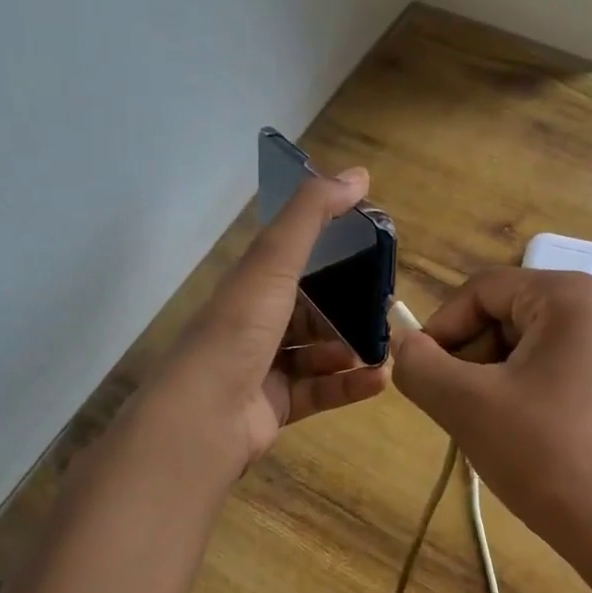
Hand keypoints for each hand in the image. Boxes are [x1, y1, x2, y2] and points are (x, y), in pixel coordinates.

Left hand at [145, 168, 390, 480]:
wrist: (202, 418)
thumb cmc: (239, 330)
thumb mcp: (275, 261)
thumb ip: (313, 215)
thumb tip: (359, 173)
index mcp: (250, 285)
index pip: (295, 260)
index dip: (333, 254)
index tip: (374, 251)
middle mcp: (255, 323)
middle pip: (311, 309)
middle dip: (350, 308)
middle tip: (389, 306)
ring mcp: (263, 367)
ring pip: (318, 352)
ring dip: (353, 348)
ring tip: (387, 346)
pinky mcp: (275, 406)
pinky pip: (320, 391)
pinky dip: (350, 385)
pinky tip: (380, 379)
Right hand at [392, 268, 591, 569]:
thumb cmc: (544, 454)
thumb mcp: (466, 404)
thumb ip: (419, 365)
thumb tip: (402, 343)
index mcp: (568, 296)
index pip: (482, 290)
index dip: (442, 328)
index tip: (422, 374)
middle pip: (504, 314)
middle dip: (469, 357)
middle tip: (455, 407)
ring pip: (523, 345)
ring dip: (489, 378)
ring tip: (484, 426)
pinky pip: (549, 368)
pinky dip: (519, 391)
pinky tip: (516, 434)